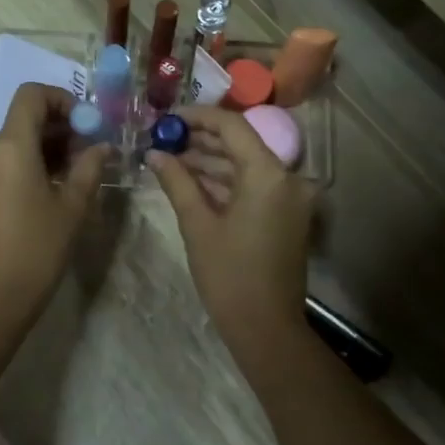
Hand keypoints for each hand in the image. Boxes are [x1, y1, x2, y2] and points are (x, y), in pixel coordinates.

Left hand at [0, 84, 106, 322]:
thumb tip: (102, 146)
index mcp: (9, 147)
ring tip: (71, 175)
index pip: (31, 96)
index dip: (61, 99)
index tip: (85, 123)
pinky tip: (46, 189)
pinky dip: (24, 163)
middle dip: (57, 128)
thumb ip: (89, 168)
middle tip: (87, 152)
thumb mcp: (72, 208)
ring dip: (42, 148)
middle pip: (22, 119)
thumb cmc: (37, 250)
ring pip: (11, 141)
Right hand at [147, 105, 314, 351]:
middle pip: (241, 143)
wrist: (266, 328)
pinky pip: (254, 185)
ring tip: (170, 158)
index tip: (168, 117)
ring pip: (247, 165)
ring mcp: (290, 197)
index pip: (232, 127)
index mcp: (268, 174)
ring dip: (211, 161)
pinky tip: (192, 180)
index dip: (198, 117)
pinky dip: (226, 181)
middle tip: (164, 138)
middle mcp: (287, 177)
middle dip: (202, 139)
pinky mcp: (287, 214)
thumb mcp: (198, 225)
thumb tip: (155, 154)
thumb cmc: (229, 276)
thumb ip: (177, 181)